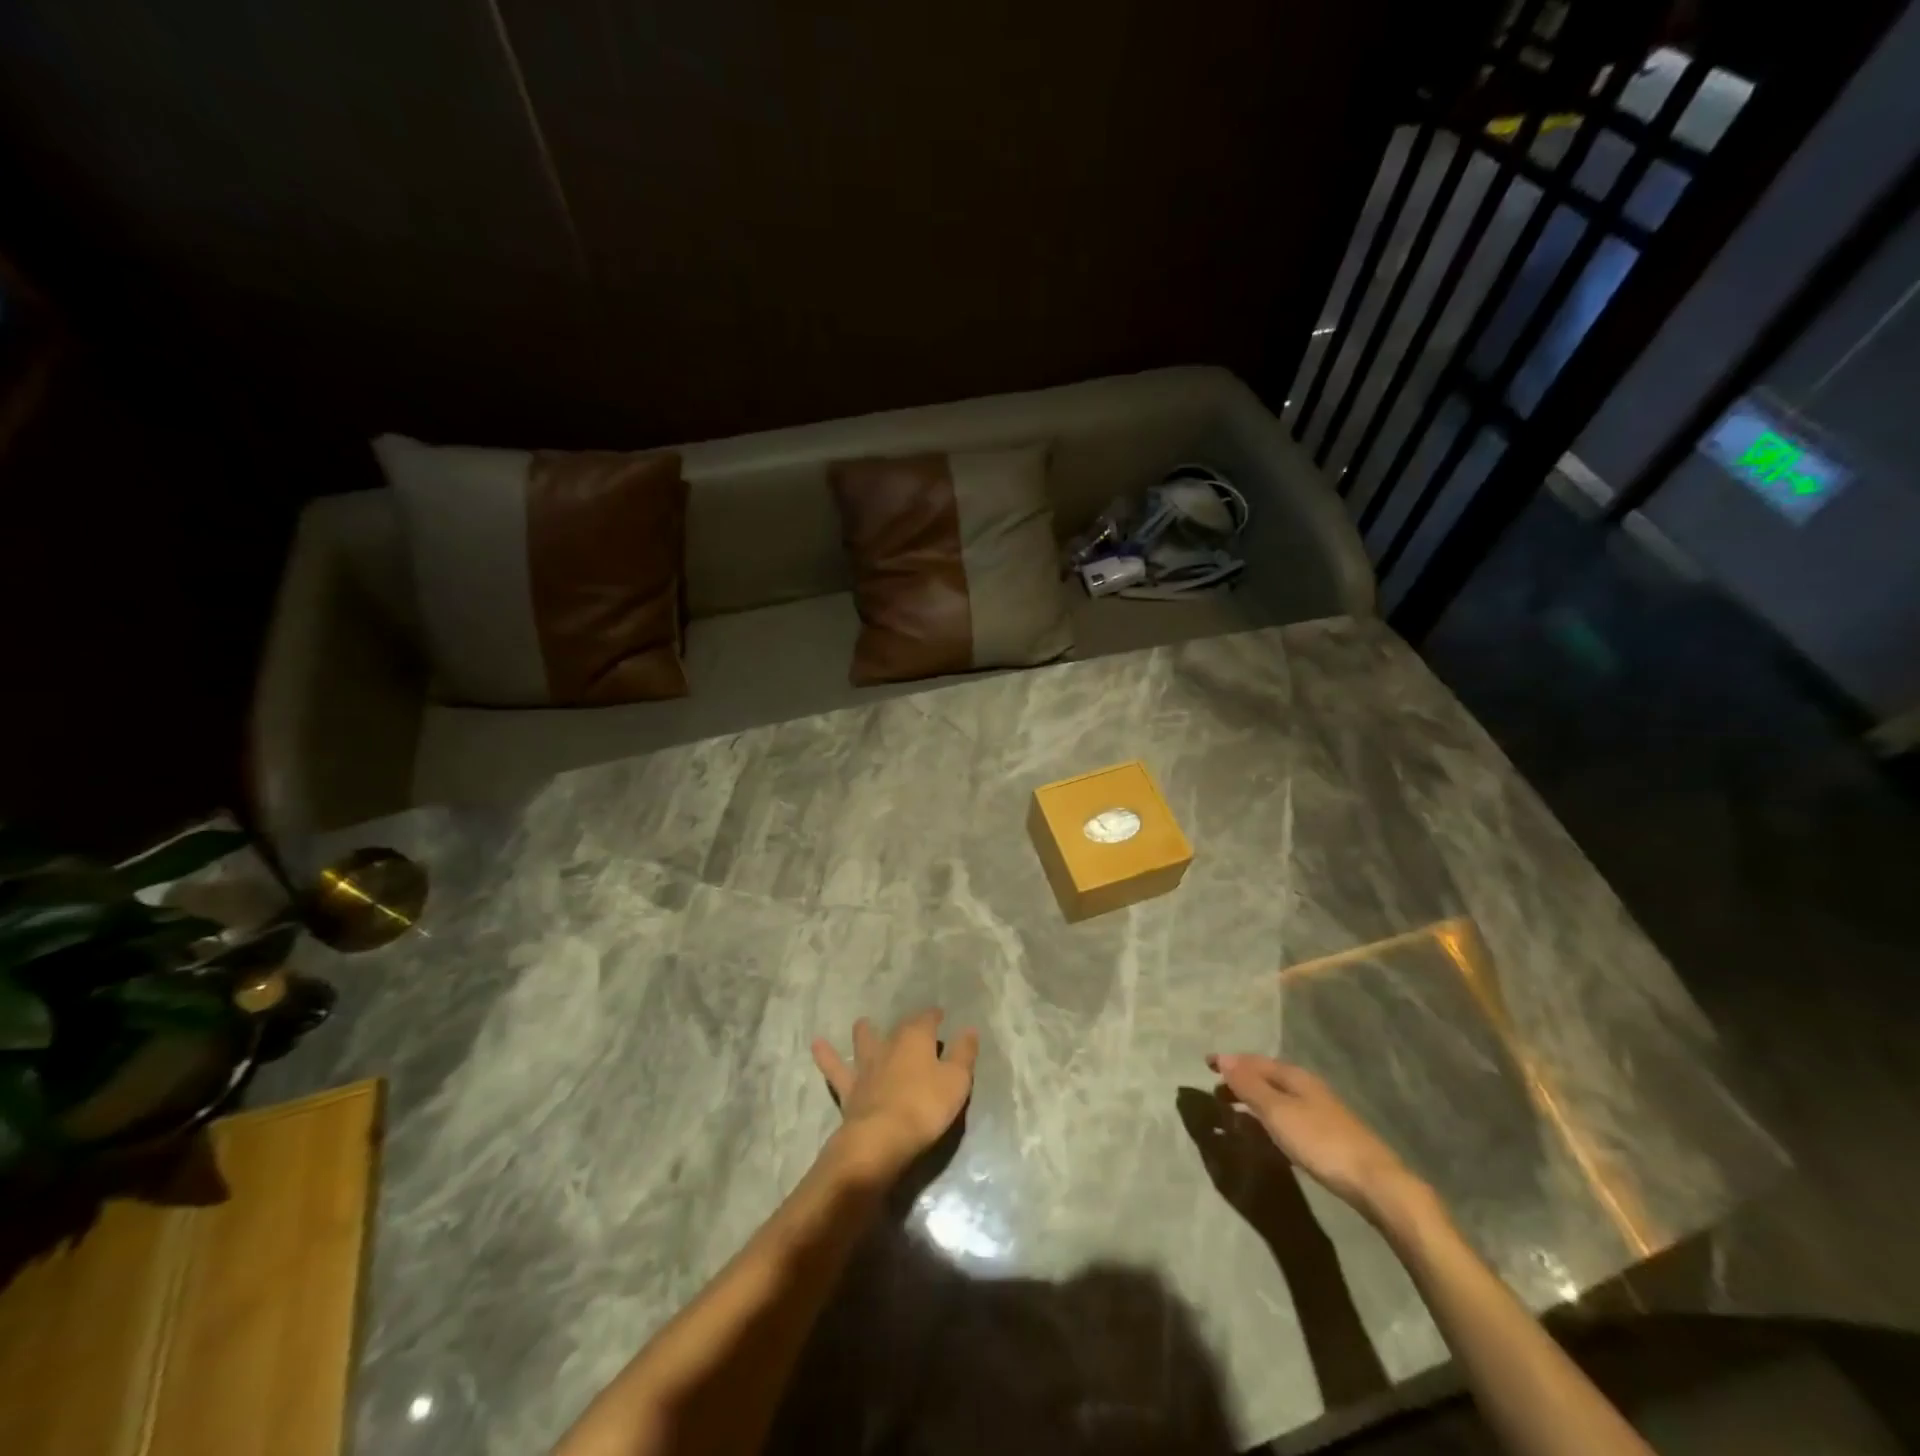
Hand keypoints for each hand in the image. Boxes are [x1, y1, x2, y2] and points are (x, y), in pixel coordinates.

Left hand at [813, 1010, 978, 1179]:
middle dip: (906, 1025)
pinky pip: (835, 1069)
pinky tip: (816, 1045)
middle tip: (912, 1025)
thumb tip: (969, 1029)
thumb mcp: (957, 1081)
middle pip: (898, 1028)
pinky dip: (826, 1056)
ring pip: (864, 1042)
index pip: (927, 1019)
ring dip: (865, 1032)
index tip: (940, 1016)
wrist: (881, 1138)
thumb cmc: (926, 1107)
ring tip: (862, 1023)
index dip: (934, 1016)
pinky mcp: (850, 1089)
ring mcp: (867, 1066)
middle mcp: (890, 1044)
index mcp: (917, 1038)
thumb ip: (964, 1053)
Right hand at [1207, 1054, 1422, 1222]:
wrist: (1376, 1183)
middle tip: (1216, 1093)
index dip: (1230, 1062)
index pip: (1255, 1062)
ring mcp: (1321, 1113)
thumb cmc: (1320, 1142)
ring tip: (1234, 1114)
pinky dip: (1269, 1120)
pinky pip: (1288, 1118)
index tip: (1206, 1064)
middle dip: (1241, 1082)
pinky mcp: (1328, 1137)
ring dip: (1254, 1102)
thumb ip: (1249, 1085)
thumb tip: (1223, 1058)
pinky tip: (1267, 1136)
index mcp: (1295, 1077)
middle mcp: (1308, 1088)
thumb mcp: (1278, 1112)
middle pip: (1267, 1079)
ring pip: (1278, 1099)